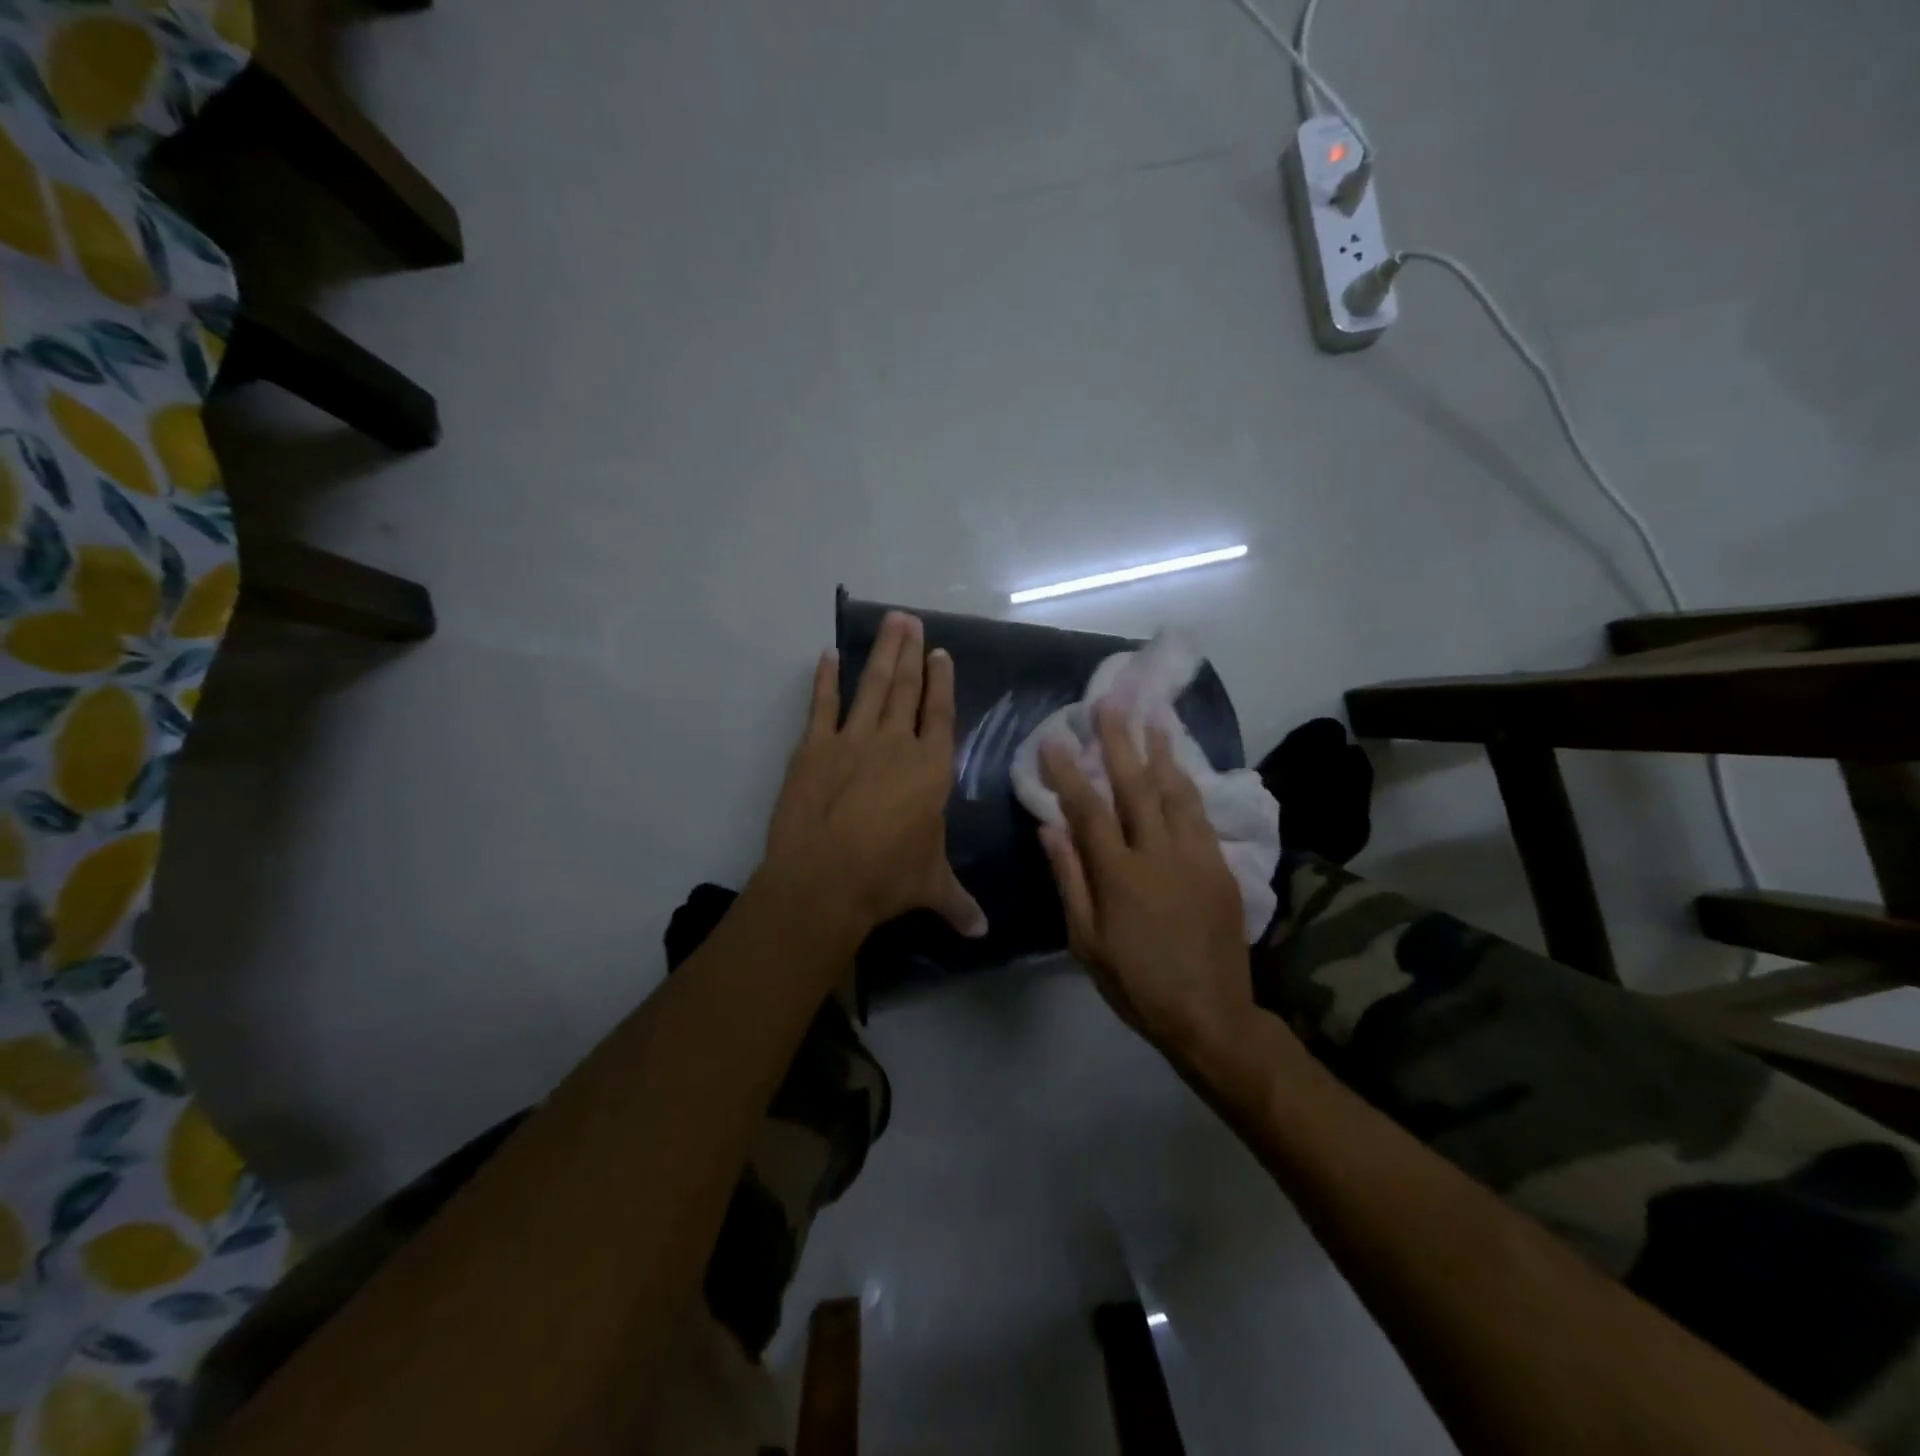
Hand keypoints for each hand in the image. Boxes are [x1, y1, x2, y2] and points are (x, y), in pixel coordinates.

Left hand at [761, 612, 986, 943]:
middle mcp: (895, 744)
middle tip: (910, 619)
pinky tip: (828, 656)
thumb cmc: (887, 878)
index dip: (941, 682)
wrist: (824, 879)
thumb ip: (958, 902)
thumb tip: (983, 933)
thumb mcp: (930, 886)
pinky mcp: (814, 747)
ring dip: (882, 653)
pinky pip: (822, 705)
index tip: (940, 654)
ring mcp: (852, 740)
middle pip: (907, 689)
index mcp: (930, 768)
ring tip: (890, 622)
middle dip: (911, 652)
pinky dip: (825, 680)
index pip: (940, 714)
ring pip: (872, 686)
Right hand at [1038, 704, 1249, 1064]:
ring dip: (1160, 750)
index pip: (1087, 809)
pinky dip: (1188, 782)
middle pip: (1135, 786)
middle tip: (1108, 702)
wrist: (1211, 1014)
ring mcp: (1196, 856)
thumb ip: (1070, 879)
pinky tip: (1180, 763)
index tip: (1055, 737)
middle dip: (1118, 741)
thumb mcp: (1086, 942)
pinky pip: (1201, 813)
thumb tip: (1049, 827)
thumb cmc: (1136, 983)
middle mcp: (1158, 854)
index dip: (1068, 771)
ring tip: (1151, 715)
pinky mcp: (1221, 865)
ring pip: (1175, 791)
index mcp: (1119, 875)